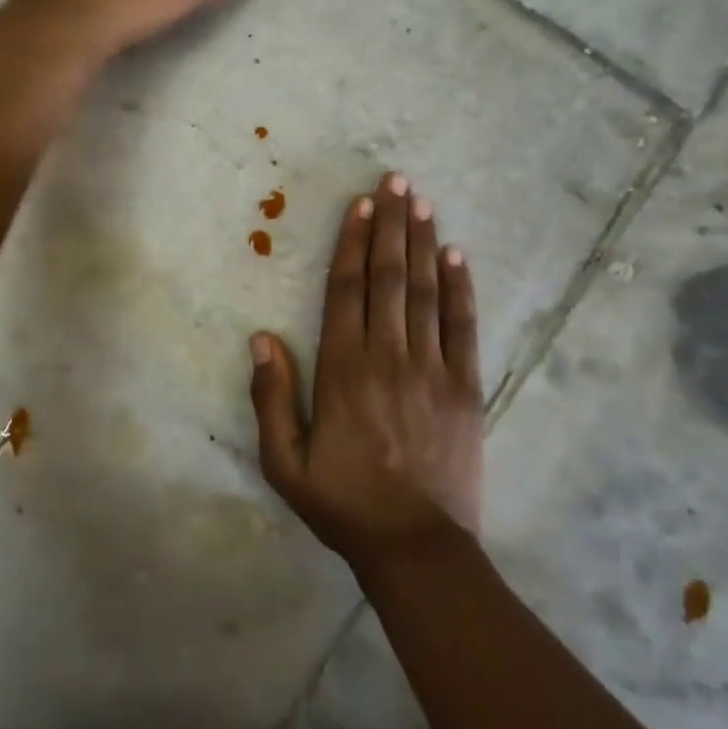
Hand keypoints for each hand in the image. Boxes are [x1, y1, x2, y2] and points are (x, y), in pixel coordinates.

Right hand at [250, 172, 485, 576]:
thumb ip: (271, 398)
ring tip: (423, 202)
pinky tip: (457, 255)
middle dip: (392, 225)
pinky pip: (463, 326)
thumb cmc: (344, 504)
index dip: (353, 243)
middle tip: (397, 181)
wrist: (417, 547)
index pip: (347, 290)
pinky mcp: (466, 387)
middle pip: (388, 277)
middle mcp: (388, 356)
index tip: (361, 204)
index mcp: (343, 370)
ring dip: (423, 243)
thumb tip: (261, 338)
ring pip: (425, 292)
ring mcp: (432, 369)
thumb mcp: (285, 462)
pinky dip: (460, 288)